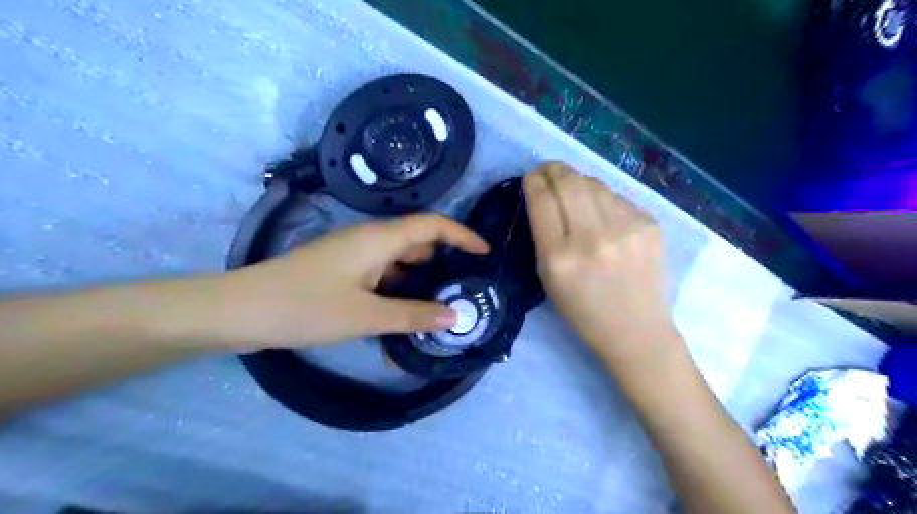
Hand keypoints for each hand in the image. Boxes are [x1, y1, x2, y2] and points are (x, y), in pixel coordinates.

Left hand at [211, 212, 490, 348]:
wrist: (240, 311)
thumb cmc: (306, 307)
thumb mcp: (366, 315)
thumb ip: (413, 315)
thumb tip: (454, 317)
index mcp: (379, 239)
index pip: (433, 225)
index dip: (462, 235)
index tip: (484, 255)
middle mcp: (370, 241)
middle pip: (418, 244)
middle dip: (443, 266)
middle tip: (465, 293)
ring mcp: (354, 257)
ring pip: (399, 266)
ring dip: (417, 288)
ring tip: (438, 315)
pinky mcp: (343, 272)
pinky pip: (380, 280)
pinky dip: (394, 298)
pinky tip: (400, 326)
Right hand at [528, 163, 675, 367]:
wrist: (636, 330)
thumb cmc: (583, 311)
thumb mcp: (548, 278)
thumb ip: (543, 235)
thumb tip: (545, 196)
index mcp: (559, 257)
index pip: (542, 200)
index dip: (533, 180)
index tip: (531, 176)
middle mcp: (592, 238)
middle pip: (568, 182)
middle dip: (553, 169)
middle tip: (548, 169)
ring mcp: (625, 229)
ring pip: (594, 183)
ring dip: (578, 181)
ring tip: (573, 188)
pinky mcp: (649, 225)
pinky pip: (617, 197)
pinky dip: (603, 198)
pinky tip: (601, 212)